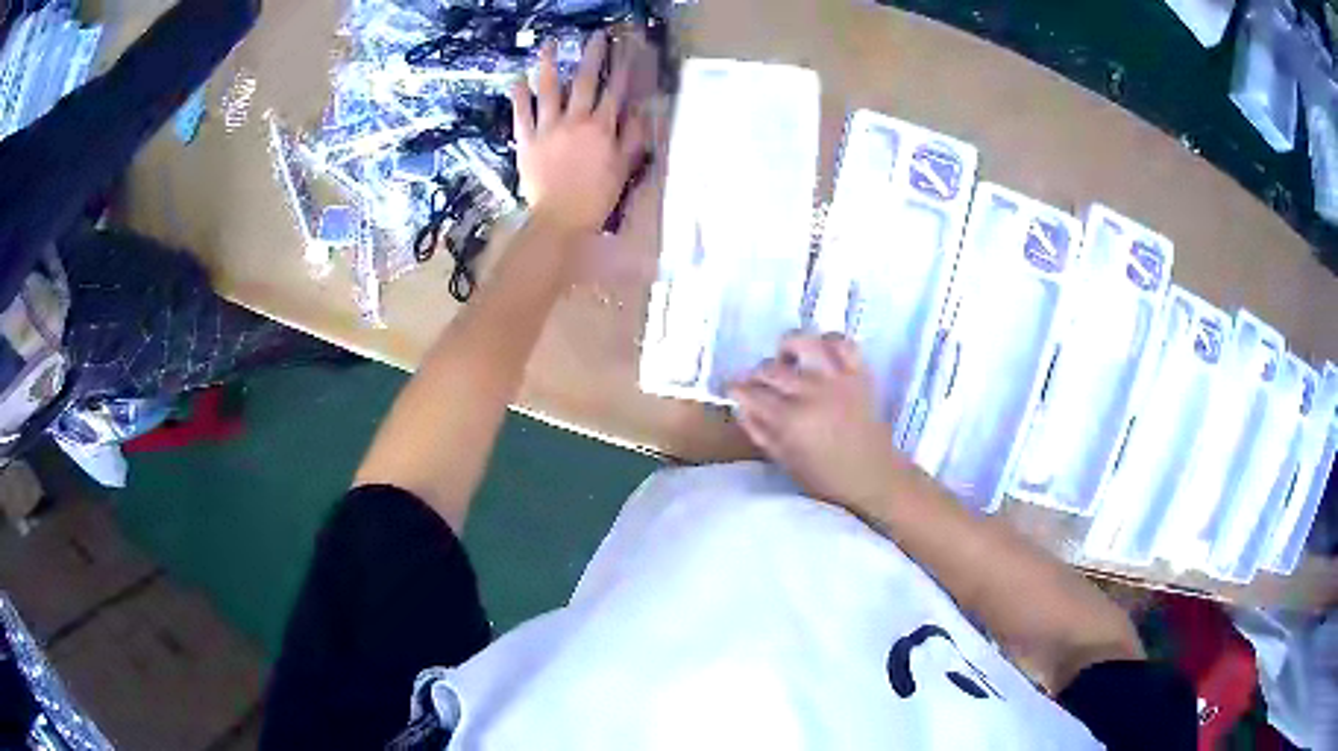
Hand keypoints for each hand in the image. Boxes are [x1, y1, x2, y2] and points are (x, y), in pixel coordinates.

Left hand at [511, 31, 647, 235]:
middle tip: (595, 36)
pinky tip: (518, 79)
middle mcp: (576, 121)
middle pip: (585, 81)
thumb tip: (642, 112)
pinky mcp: (526, 140)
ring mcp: (548, 129)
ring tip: (549, 45)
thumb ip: (633, 138)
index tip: (627, 47)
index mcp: (602, 128)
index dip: (622, 67)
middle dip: (592, 56)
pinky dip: (519, 96)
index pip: (615, 91)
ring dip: (550, 65)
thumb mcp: (623, 169)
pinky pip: (522, 114)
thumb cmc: (596, 198)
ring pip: (549, 90)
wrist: (560, 220)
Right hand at [729, 333, 910, 512]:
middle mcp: (811, 393)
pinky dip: (829, 340)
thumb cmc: (826, 477)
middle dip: (756, 375)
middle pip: (770, 369)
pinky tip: (820, 352)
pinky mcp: (859, 373)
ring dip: (788, 347)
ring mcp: (837, 379)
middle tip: (757, 384)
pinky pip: (843, 343)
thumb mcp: (784, 461)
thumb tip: (741, 405)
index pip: (750, 393)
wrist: (873, 475)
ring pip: (804, 343)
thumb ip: (759, 430)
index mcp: (790, 421)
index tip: (732, 389)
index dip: (735, 389)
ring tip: (787, 359)